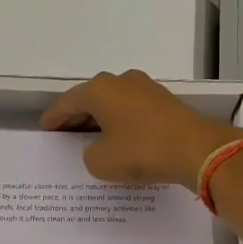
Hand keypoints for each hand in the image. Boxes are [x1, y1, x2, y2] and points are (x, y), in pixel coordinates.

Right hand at [41, 69, 242, 187]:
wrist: (197, 150)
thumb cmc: (142, 152)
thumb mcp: (101, 162)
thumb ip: (89, 154)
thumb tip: (99, 148)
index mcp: (100, 89)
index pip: (67, 102)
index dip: (54, 117)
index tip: (45, 127)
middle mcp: (121, 81)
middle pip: (91, 98)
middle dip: (77, 115)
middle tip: (65, 133)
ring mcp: (146, 88)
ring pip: (114, 102)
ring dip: (101, 118)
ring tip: (91, 137)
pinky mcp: (165, 102)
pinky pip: (132, 110)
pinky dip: (121, 122)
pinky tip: (120, 138)